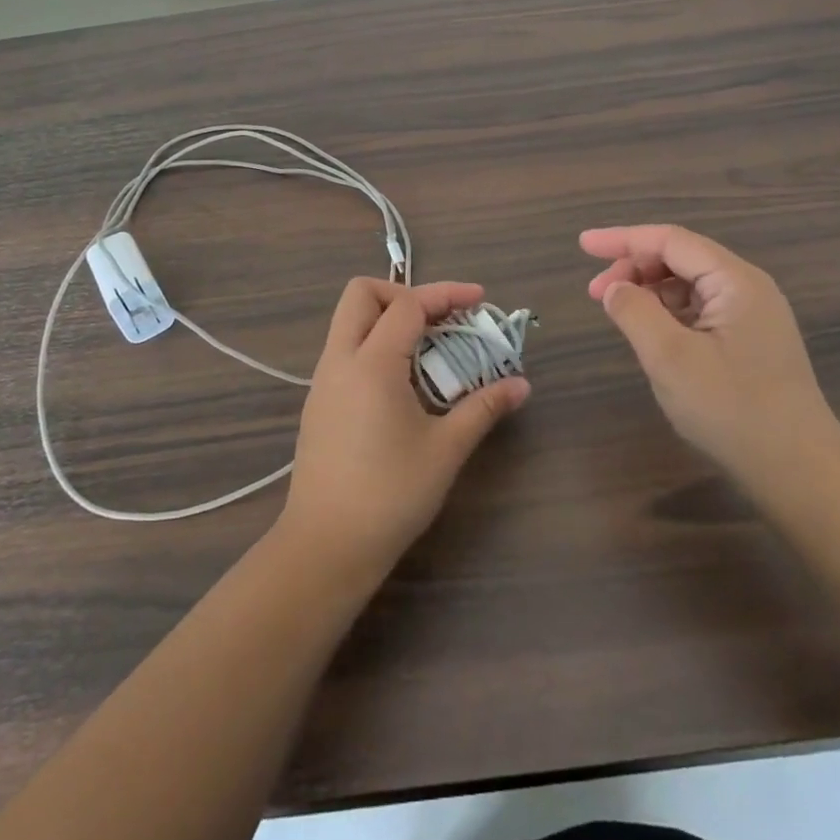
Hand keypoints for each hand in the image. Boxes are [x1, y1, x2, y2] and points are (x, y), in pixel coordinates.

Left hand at [280, 279, 529, 584]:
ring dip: (388, 319)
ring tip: (429, 348)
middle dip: (404, 293)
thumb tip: (521, 385)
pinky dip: (375, 345)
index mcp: (372, 363)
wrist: (326, 546)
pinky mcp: (318, 402)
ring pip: (349, 322)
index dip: (446, 294)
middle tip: (441, 318)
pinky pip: (345, 351)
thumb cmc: (390, 495)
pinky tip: (404, 381)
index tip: (479, 300)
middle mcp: (340, 360)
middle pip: (361, 294)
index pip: (408, 305)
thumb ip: (483, 408)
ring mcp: (323, 381)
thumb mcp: (445, 449)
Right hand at [582, 226, 839, 496]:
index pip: (670, 240)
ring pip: (690, 285)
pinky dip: (668, 312)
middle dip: (634, 267)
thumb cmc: (732, 410)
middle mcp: (748, 288)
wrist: (800, 472)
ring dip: (649, 290)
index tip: (583, 245)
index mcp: (735, 281)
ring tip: (618, 314)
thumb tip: (614, 288)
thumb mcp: (670, 358)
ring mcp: (753, 316)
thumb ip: (635, 312)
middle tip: (596, 294)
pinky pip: (701, 310)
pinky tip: (651, 333)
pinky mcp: (751, 343)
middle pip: (681, 258)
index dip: (622, 239)